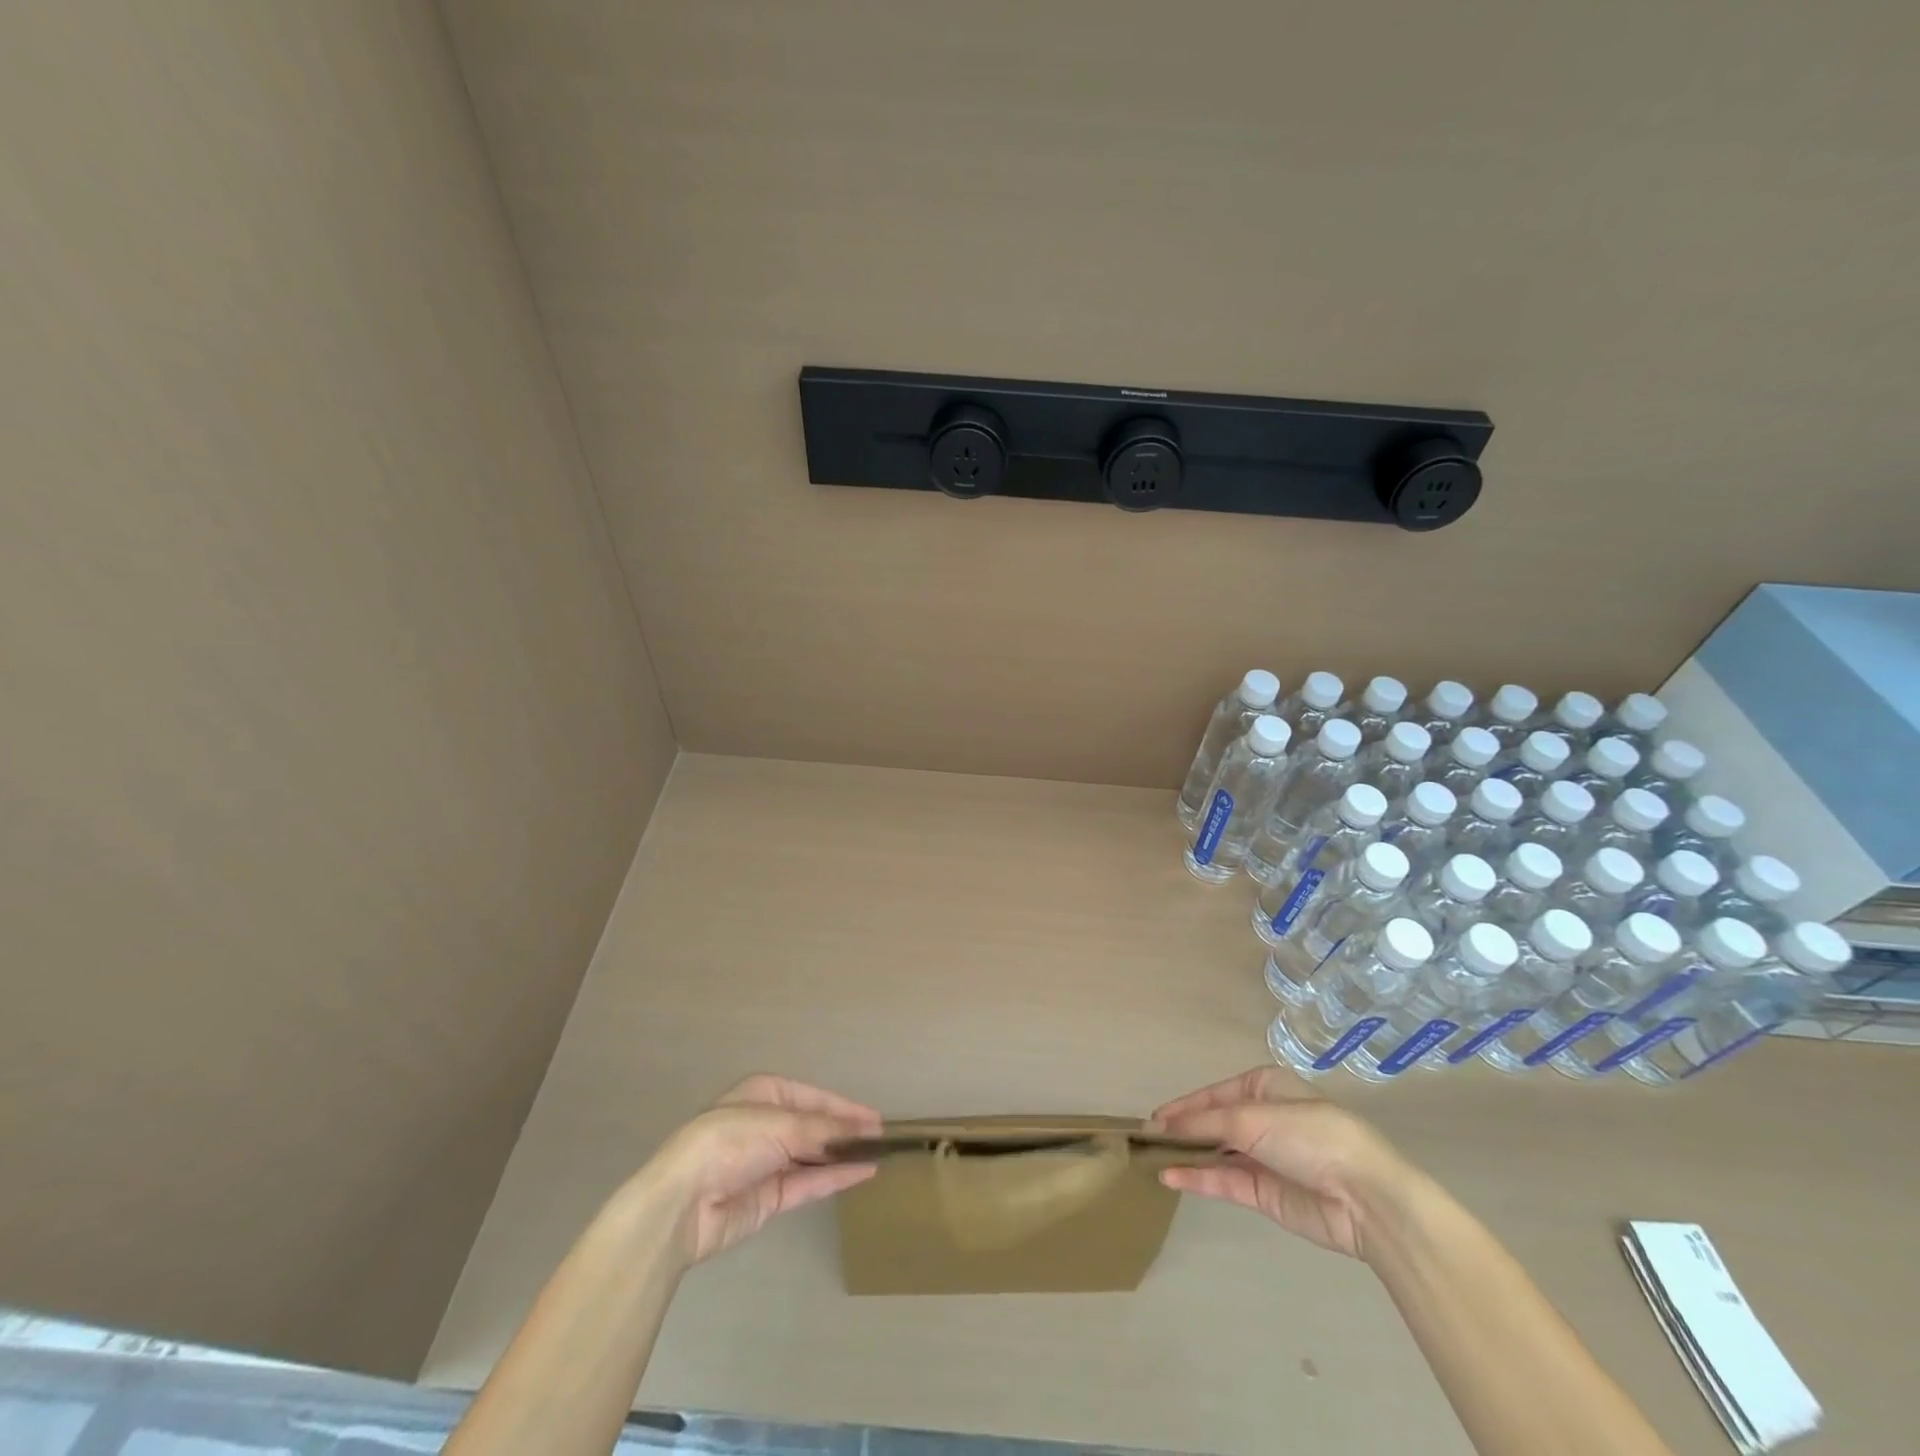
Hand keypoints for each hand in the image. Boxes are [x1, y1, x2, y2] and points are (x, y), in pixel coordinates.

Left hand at [643, 1074, 882, 1265]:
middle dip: (846, 1133)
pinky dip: (835, 1178)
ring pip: (814, 1157)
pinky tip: (862, 1173)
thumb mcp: (782, 1125)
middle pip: (815, 1127)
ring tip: (880, 1157)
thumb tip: (865, 1130)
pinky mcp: (769, 1198)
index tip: (876, 1119)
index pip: (814, 1098)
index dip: (845, 1108)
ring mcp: (768, 1162)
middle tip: (883, 1140)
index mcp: (765, 1093)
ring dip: (843, 1156)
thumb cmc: (731, 1141)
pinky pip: (808, 1183)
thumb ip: (826, 1130)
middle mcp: (767, 1124)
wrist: (684, 1202)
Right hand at [1151, 1066, 1410, 1259]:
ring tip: (1151, 1158)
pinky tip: (1170, 1177)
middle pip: (1214, 1123)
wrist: (1364, 1196)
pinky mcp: (1266, 1193)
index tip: (1152, 1118)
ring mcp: (1265, 1158)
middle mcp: (1263, 1119)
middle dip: (1183, 1131)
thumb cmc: (1308, 1134)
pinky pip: (1225, 1181)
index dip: (1184, 1105)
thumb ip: (1204, 1123)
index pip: (1214, 1094)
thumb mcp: (1251, 1117)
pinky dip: (1198, 1178)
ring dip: (1187, 1155)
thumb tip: (1162, 1125)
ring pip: (1217, 1153)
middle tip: (1146, 1140)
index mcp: (1265, 1087)